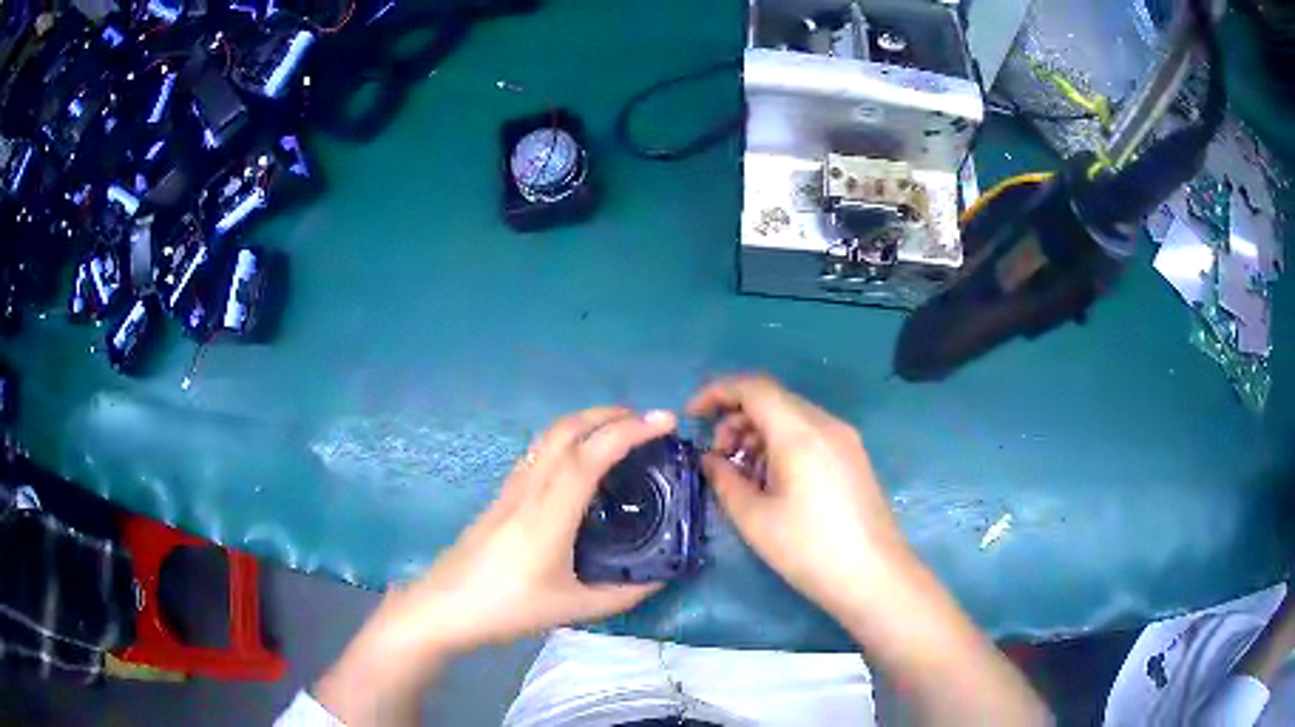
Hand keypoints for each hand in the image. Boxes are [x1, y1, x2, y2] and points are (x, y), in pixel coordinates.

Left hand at [317, 408, 673, 725]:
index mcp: (548, 516)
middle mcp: (528, 490)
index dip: (628, 431)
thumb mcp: (571, 610)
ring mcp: (510, 489)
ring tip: (619, 433)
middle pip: (565, 430)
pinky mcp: (501, 496)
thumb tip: (661, 577)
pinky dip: (568, 441)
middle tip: (647, 422)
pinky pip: (539, 453)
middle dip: (608, 414)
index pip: (589, 456)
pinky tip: (582, 463)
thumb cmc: (505, 610)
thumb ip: (622, 595)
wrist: (443, 607)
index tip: (664, 422)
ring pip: (548, 437)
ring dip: (586, 423)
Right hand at [688, 375, 909, 619]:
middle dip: (736, 418)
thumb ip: (724, 480)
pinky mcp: (853, 457)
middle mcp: (826, 424)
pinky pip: (810, 434)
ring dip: (758, 433)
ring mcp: (845, 439)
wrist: (874, 576)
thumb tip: (710, 460)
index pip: (753, 387)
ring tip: (742, 473)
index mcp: (800, 432)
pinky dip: (782, 444)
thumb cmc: (809, 549)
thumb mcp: (754, 519)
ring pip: (792, 417)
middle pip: (773, 400)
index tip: (692, 416)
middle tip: (717, 456)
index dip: (717, 392)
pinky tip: (772, 480)